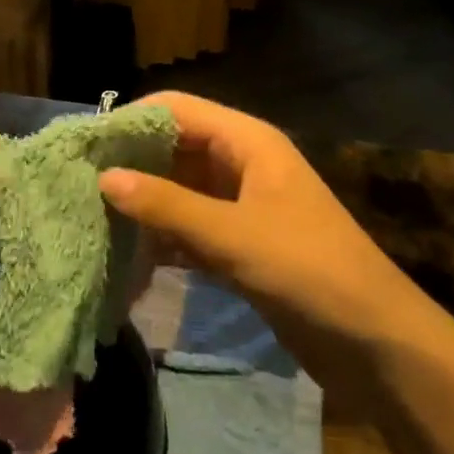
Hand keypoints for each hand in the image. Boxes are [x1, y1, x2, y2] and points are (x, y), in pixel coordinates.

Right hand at [98, 92, 420, 367]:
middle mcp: (240, 164)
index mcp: (247, 142)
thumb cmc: (308, 272)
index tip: (83, 145)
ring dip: (141, 203)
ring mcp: (239, 205)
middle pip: (173, 147)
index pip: (176, 108)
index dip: (130, 120)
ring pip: (177, 190)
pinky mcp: (238, 244)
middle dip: (129, 163)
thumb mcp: (232, 234)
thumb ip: (166, 205)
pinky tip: (124, 255)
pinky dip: (159, 237)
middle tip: (76, 184)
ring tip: (89, 217)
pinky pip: (187, 228)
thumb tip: (102, 177)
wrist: (376, 344)